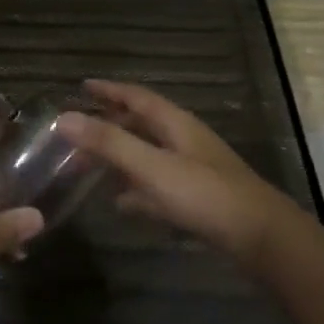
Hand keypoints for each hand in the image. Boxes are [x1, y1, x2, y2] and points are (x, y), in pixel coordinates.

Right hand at [57, 80, 310, 264]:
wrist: (261, 238)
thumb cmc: (205, 195)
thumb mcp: (152, 167)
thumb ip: (109, 143)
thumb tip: (62, 117)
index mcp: (175, 124)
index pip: (137, 97)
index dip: (109, 90)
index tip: (83, 85)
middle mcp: (184, 141)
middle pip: (141, 124)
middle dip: (109, 125)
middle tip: (77, 131)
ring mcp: (193, 170)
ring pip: (148, 155)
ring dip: (120, 156)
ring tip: (89, 165)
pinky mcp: (197, 199)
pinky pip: (157, 185)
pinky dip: (136, 189)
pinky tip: (122, 204)